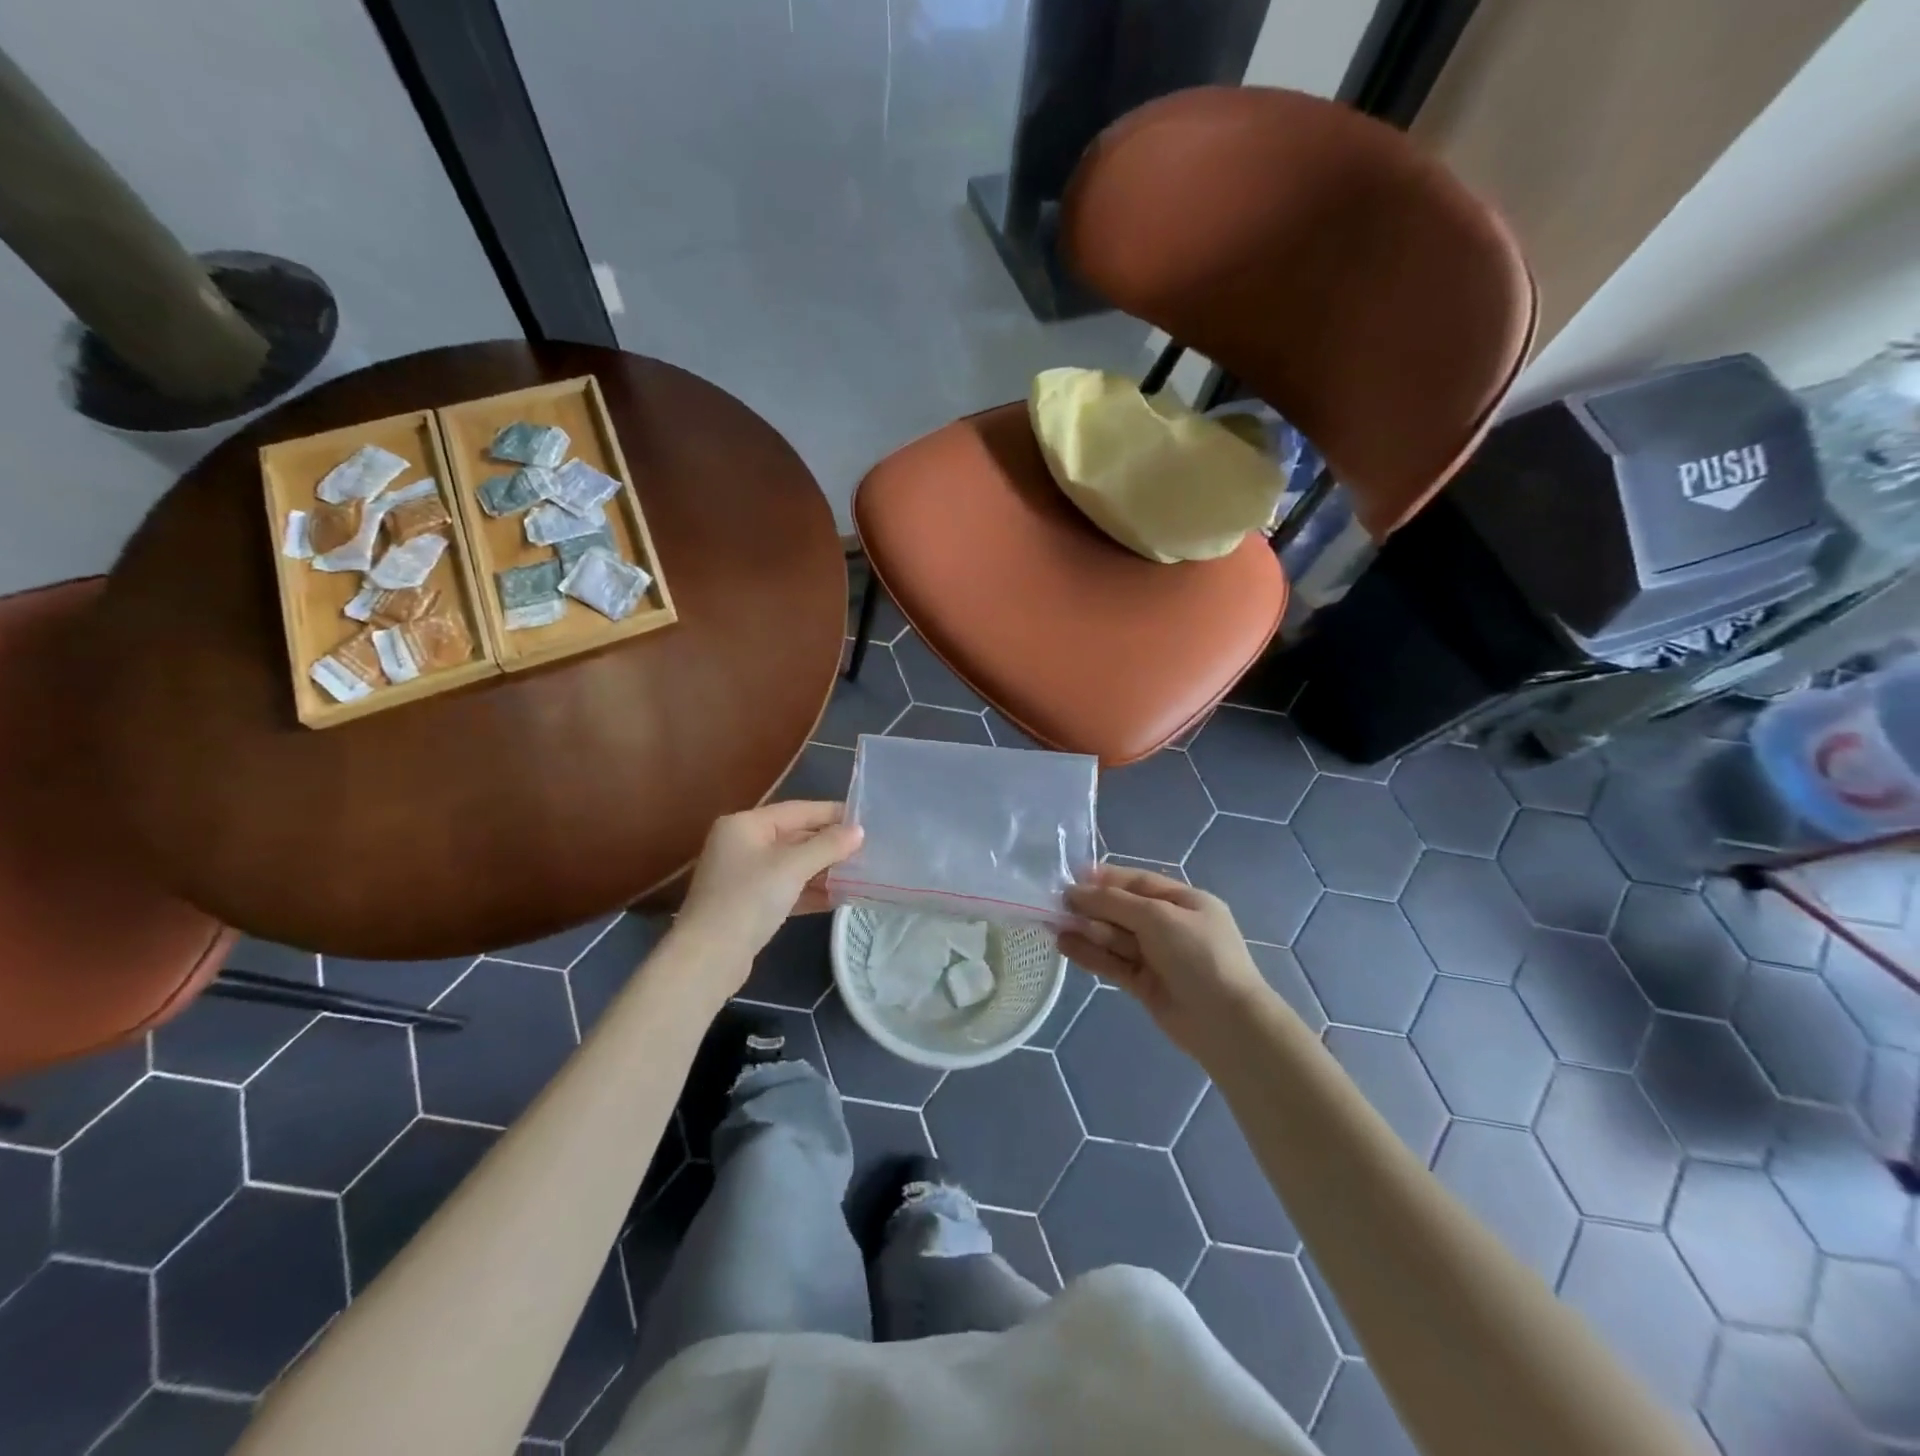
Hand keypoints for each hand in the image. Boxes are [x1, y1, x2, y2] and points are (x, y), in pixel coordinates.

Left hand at [674, 801, 862, 976]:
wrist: (708, 958)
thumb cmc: (749, 899)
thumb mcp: (792, 867)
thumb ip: (828, 846)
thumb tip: (859, 831)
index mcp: (745, 825)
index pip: (797, 810)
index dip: (832, 813)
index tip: (865, 819)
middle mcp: (742, 844)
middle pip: (795, 836)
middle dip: (829, 845)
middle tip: (866, 850)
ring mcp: (744, 875)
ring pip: (792, 865)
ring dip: (823, 870)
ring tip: (859, 873)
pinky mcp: (749, 903)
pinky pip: (786, 888)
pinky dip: (809, 891)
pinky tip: (838, 898)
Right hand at [1061, 865, 1273, 1056]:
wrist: (1225, 1022)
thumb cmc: (1198, 955)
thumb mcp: (1157, 917)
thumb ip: (1113, 903)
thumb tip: (1075, 892)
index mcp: (1185, 901)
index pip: (1140, 882)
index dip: (1107, 878)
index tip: (1073, 876)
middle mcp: (1171, 926)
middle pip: (1124, 910)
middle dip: (1093, 906)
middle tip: (1058, 904)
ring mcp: (1158, 957)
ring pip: (1116, 937)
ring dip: (1087, 930)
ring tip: (1054, 925)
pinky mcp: (1145, 984)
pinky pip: (1113, 963)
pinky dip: (1090, 954)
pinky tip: (1065, 945)